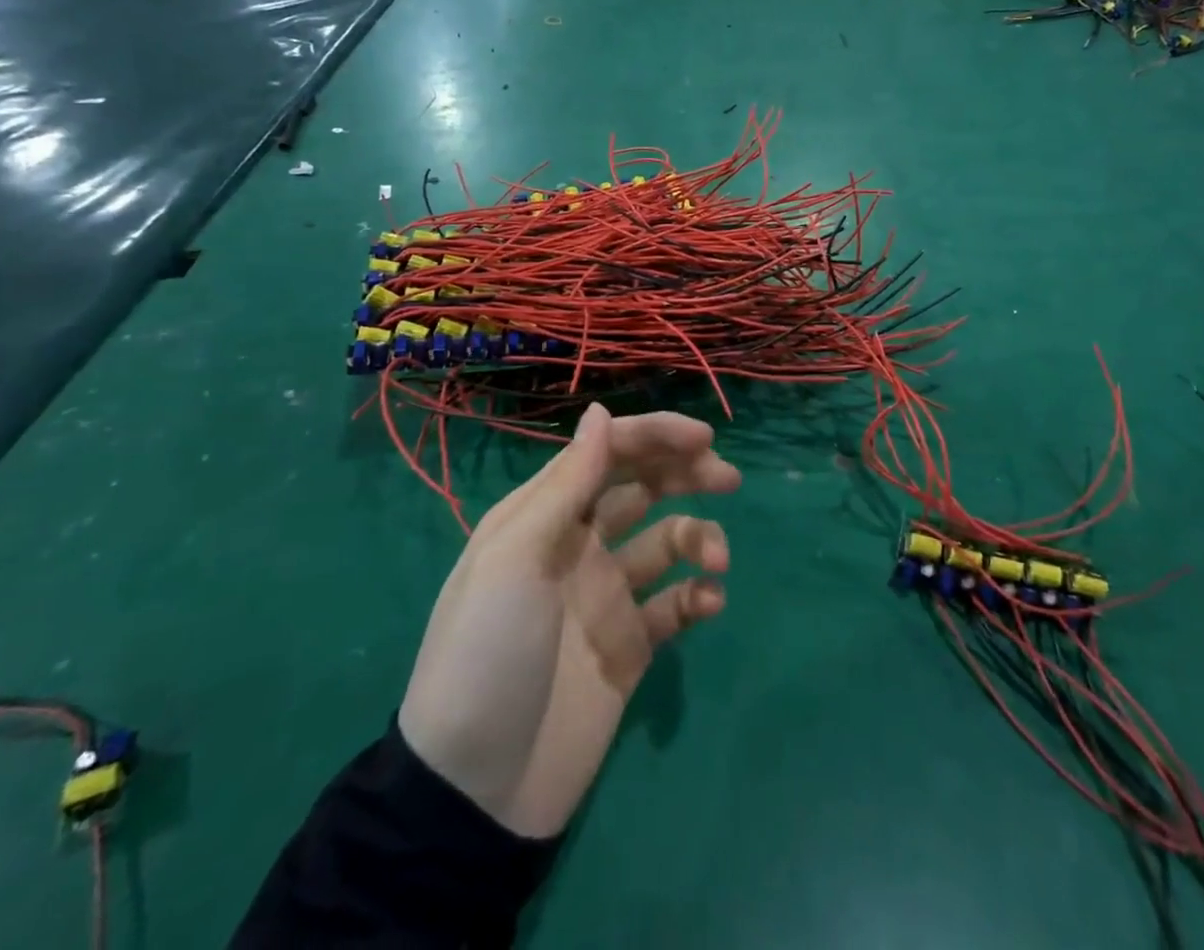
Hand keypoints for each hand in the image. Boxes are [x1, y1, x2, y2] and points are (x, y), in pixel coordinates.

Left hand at [397, 403, 738, 837]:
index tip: (703, 438)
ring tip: (716, 559)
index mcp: (546, 516)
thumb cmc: (488, 654)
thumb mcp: (514, 558)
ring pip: (668, 539)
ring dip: (699, 537)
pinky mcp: (631, 644)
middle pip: (643, 487)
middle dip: (686, 473)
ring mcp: (608, 594)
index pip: (607, 454)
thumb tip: (600, 413)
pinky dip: (698, 593)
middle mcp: (580, 543)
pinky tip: (709, 602)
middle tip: (727, 479)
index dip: (654, 436)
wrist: (476, 790)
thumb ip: (566, 485)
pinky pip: (676, 603)